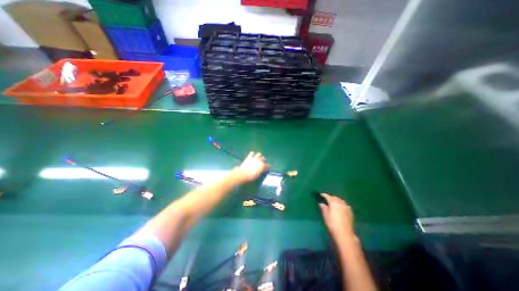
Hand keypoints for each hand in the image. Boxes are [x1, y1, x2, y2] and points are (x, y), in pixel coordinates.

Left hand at [234, 152, 269, 180]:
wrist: (244, 174)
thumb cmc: (252, 176)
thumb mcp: (258, 175)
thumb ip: (261, 171)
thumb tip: (262, 170)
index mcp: (263, 166)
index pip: (267, 165)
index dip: (267, 167)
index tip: (266, 169)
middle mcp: (259, 161)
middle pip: (263, 158)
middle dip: (263, 160)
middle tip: (261, 163)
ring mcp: (254, 158)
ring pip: (259, 154)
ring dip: (259, 156)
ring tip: (257, 158)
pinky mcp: (249, 157)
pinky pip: (251, 153)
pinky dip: (252, 154)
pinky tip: (252, 155)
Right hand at [319, 194, 354, 238]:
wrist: (344, 234)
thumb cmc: (332, 224)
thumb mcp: (326, 216)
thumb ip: (323, 208)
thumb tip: (321, 203)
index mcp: (333, 203)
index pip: (328, 196)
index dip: (324, 195)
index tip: (320, 194)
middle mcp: (340, 203)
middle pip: (335, 197)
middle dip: (331, 197)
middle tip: (326, 199)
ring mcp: (346, 207)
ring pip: (341, 200)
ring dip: (337, 200)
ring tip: (333, 202)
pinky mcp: (350, 212)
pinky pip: (345, 205)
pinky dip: (342, 204)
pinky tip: (341, 207)